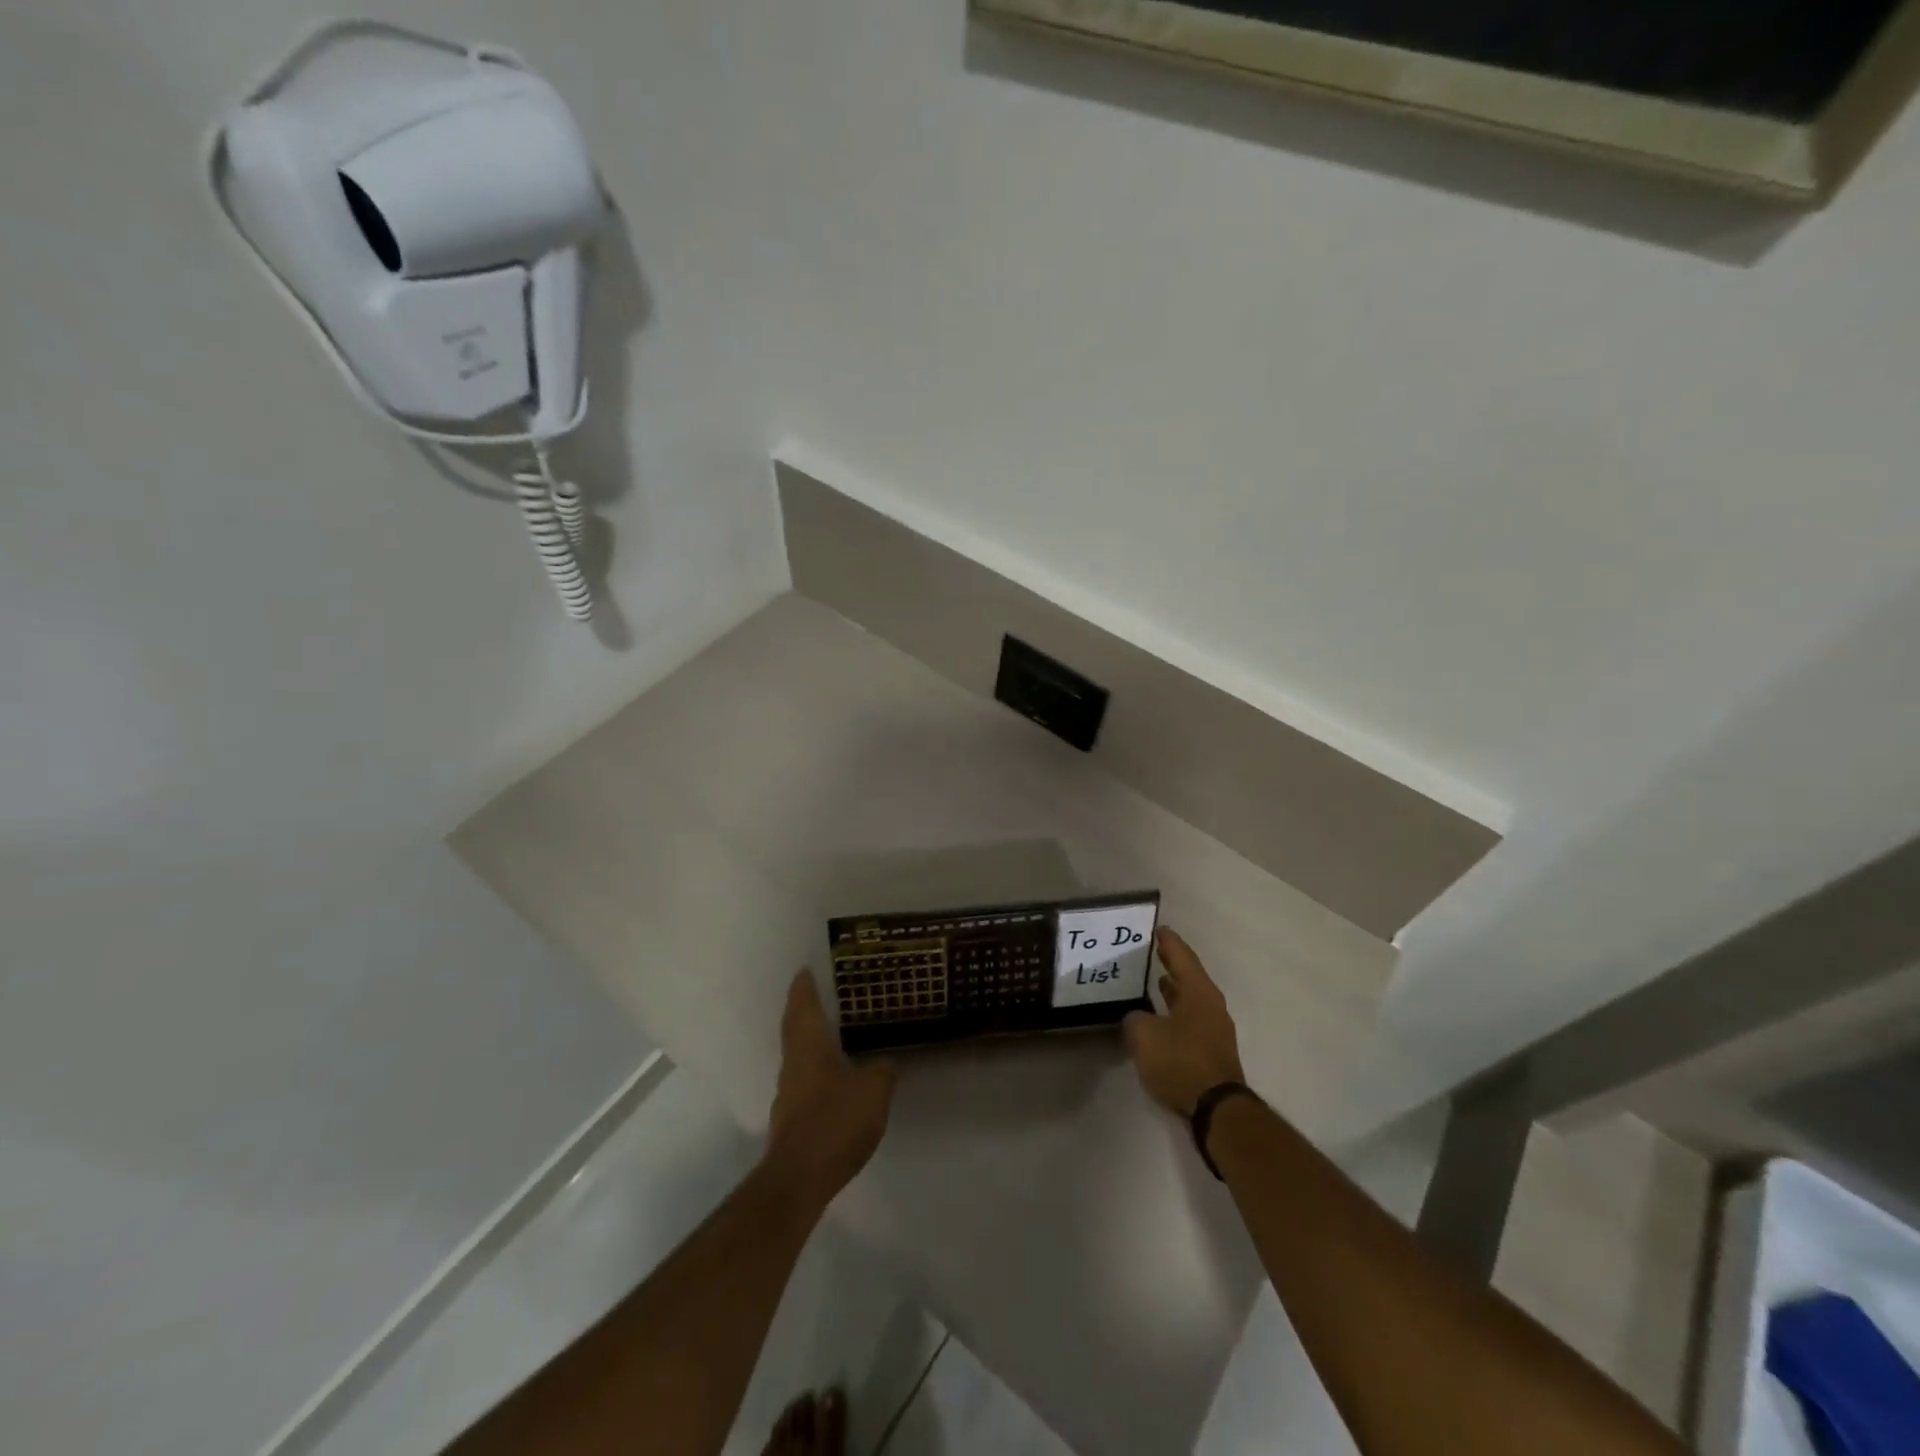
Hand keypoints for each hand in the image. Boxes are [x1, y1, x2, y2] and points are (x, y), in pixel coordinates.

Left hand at [765, 971, 895, 1202]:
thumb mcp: (873, 1090)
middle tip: (817, 995)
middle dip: (803, 1010)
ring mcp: (788, 1094)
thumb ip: (882, 1071)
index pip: (803, 1006)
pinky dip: (815, 1072)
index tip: (804, 970)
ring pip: (798, 1057)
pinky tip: (833, 1081)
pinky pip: (804, 1083)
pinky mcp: (791, 1121)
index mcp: (809, 1046)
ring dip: (809, 1042)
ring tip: (830, 1035)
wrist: (800, 1178)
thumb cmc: (835, 1120)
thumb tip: (884, 1063)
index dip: (804, 987)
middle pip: (795, 1029)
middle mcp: (793, 1064)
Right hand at [1123, 927, 1245, 1117]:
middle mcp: (1211, 1004)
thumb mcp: (1144, 1036)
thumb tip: (1137, 1018)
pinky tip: (1160, 1018)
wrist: (1217, 1109)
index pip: (1181, 956)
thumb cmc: (1181, 1061)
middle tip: (1153, 951)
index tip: (1157, 929)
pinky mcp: (1212, 1050)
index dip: (1168, 942)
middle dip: (1171, 963)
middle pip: (1189, 976)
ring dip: (1174, 990)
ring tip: (1154, 981)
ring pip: (1191, 999)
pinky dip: (1176, 1011)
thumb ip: (1135, 1019)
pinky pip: (1190, 1019)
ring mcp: (1215, 1028)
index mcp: (1198, 992)